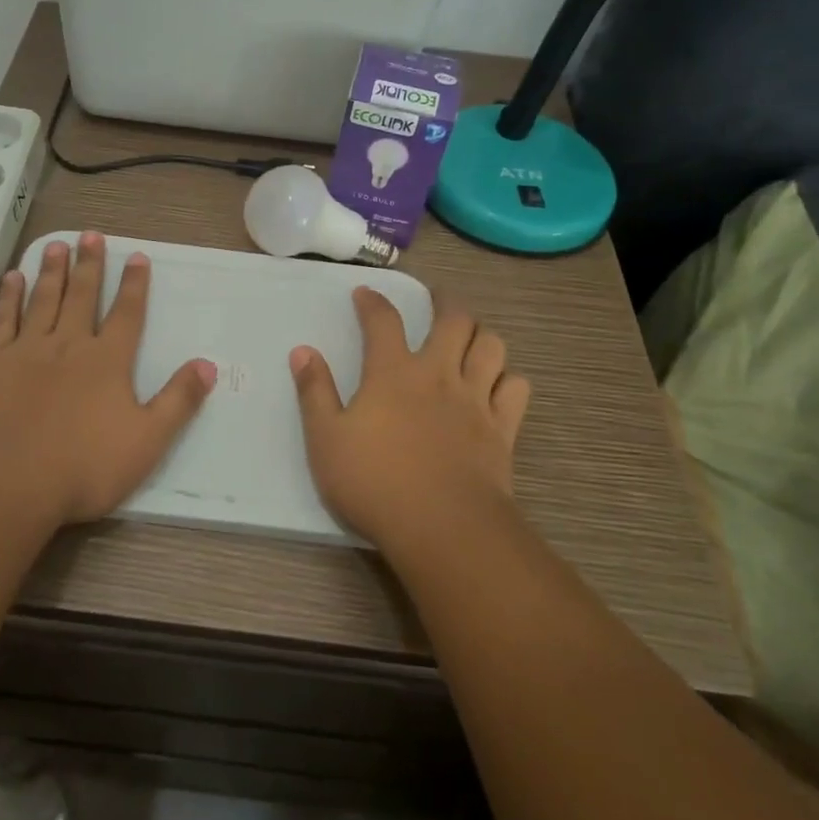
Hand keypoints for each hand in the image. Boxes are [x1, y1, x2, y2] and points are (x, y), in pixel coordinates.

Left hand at [0, 232, 215, 532]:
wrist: (5, 483)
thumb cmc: (83, 467)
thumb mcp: (147, 442)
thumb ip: (179, 401)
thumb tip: (208, 365)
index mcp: (107, 362)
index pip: (127, 314)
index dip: (135, 285)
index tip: (137, 256)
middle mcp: (69, 345)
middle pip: (83, 296)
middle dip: (91, 264)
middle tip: (92, 234)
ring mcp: (26, 351)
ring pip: (43, 300)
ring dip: (52, 271)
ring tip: (57, 244)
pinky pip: (2, 320)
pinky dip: (8, 297)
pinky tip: (12, 279)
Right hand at [290, 288, 530, 551]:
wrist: (442, 526)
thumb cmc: (374, 482)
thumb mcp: (326, 439)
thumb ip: (315, 392)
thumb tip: (302, 350)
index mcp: (393, 373)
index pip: (383, 321)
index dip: (373, 302)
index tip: (365, 293)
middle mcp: (439, 374)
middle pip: (454, 321)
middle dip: (445, 303)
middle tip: (436, 301)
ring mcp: (476, 400)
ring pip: (492, 347)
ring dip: (481, 335)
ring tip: (470, 337)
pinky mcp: (502, 428)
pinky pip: (516, 388)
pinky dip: (508, 378)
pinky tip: (497, 384)